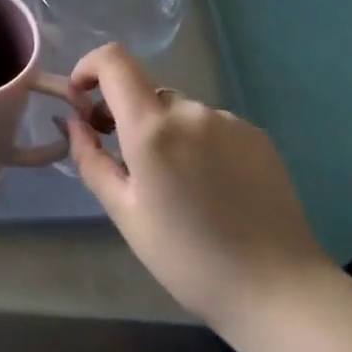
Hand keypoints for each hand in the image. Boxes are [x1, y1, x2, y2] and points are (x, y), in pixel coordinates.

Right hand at [66, 43, 332, 345]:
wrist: (279, 291)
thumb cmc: (188, 259)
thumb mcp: (125, 214)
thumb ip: (91, 160)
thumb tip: (72, 122)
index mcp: (152, 128)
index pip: (113, 60)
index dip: (90, 67)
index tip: (83, 100)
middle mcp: (191, 111)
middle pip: (145, 93)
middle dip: (128, 118)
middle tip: (131, 168)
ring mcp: (229, 121)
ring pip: (179, 113)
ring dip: (166, 134)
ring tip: (179, 188)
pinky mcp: (257, 136)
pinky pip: (211, 126)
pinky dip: (198, 144)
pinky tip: (213, 189)